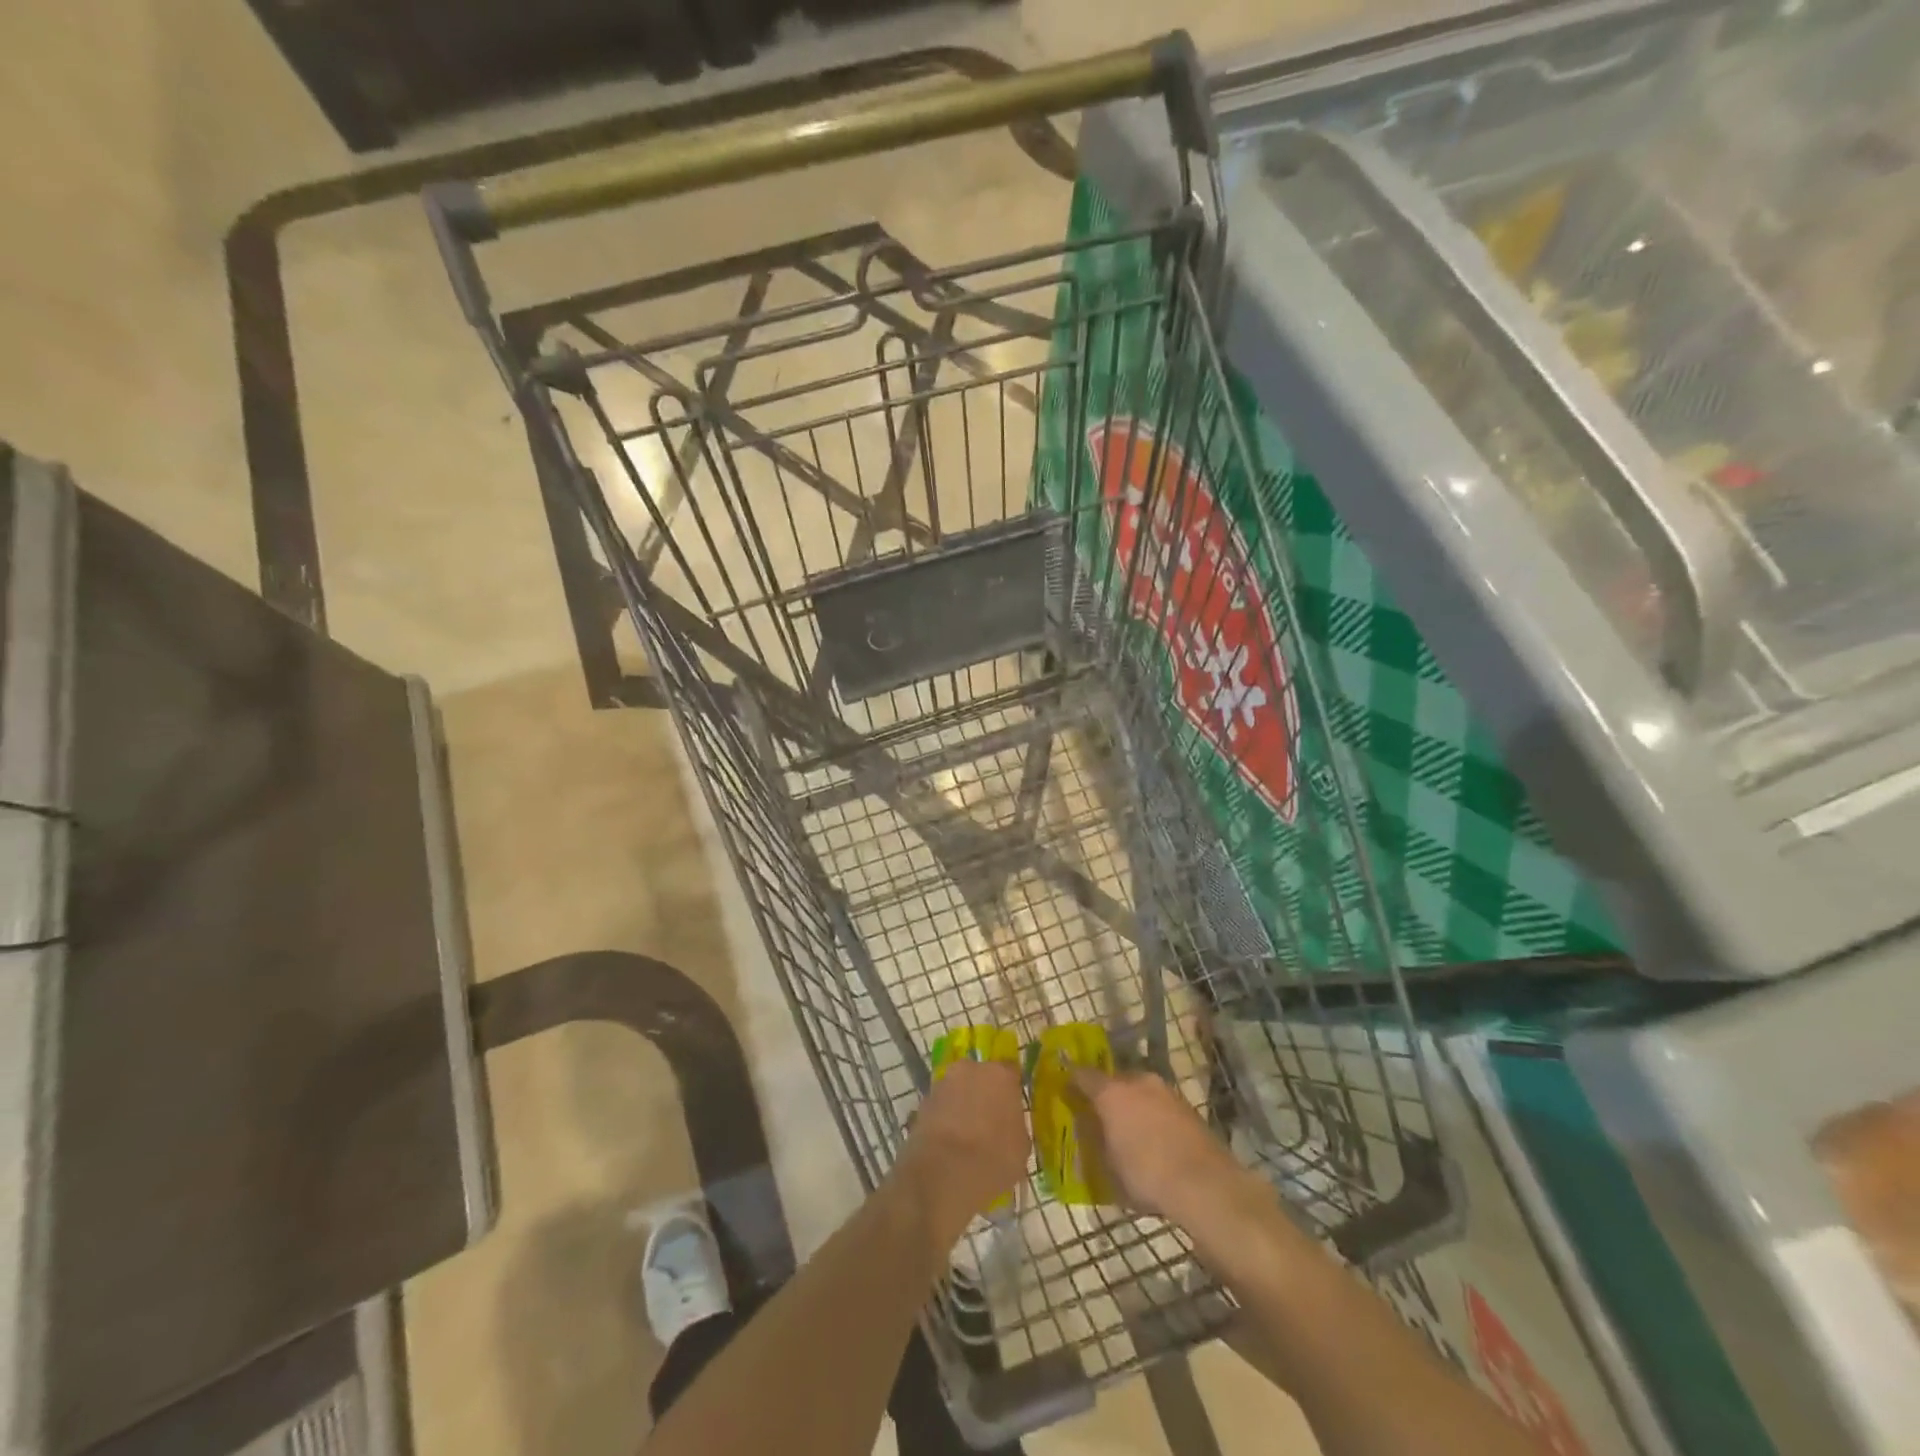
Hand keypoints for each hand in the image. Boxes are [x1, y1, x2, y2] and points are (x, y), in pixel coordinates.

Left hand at [892, 1060, 1028, 1251]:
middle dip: (982, 1093)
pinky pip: (940, 1107)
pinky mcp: (922, 1102)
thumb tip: (1008, 1124)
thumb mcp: (1021, 1146)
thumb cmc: (994, 1158)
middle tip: (987, 1121)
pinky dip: (943, 1118)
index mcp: (1000, 1074)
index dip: (1010, 1090)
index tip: (1011, 1108)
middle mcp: (970, 1069)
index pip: (1010, 1072)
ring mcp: (943, 1083)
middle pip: (980, 1076)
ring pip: (957, 1090)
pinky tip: (947, 1143)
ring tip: (964, 1136)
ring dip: (961, 1105)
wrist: (945, 1173)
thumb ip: (1015, 1124)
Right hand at [1070, 1065, 1250, 1224]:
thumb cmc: (1146, 1175)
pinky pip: (1159, 1104)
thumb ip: (1095, 1141)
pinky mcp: (1186, 1105)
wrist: (1205, 1184)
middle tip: (1100, 1116)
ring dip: (1132, 1105)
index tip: (1065, 1091)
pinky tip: (1154, 1139)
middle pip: (1113, 1081)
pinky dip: (1152, 1115)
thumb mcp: (1109, 1166)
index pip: (1082, 1075)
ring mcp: (1165, 1090)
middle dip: (1106, 1095)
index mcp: (1111, 1091)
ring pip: (1139, 1091)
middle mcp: (1137, 1081)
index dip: (1071, 1082)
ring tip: (1129, 1130)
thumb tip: (1087, 1128)